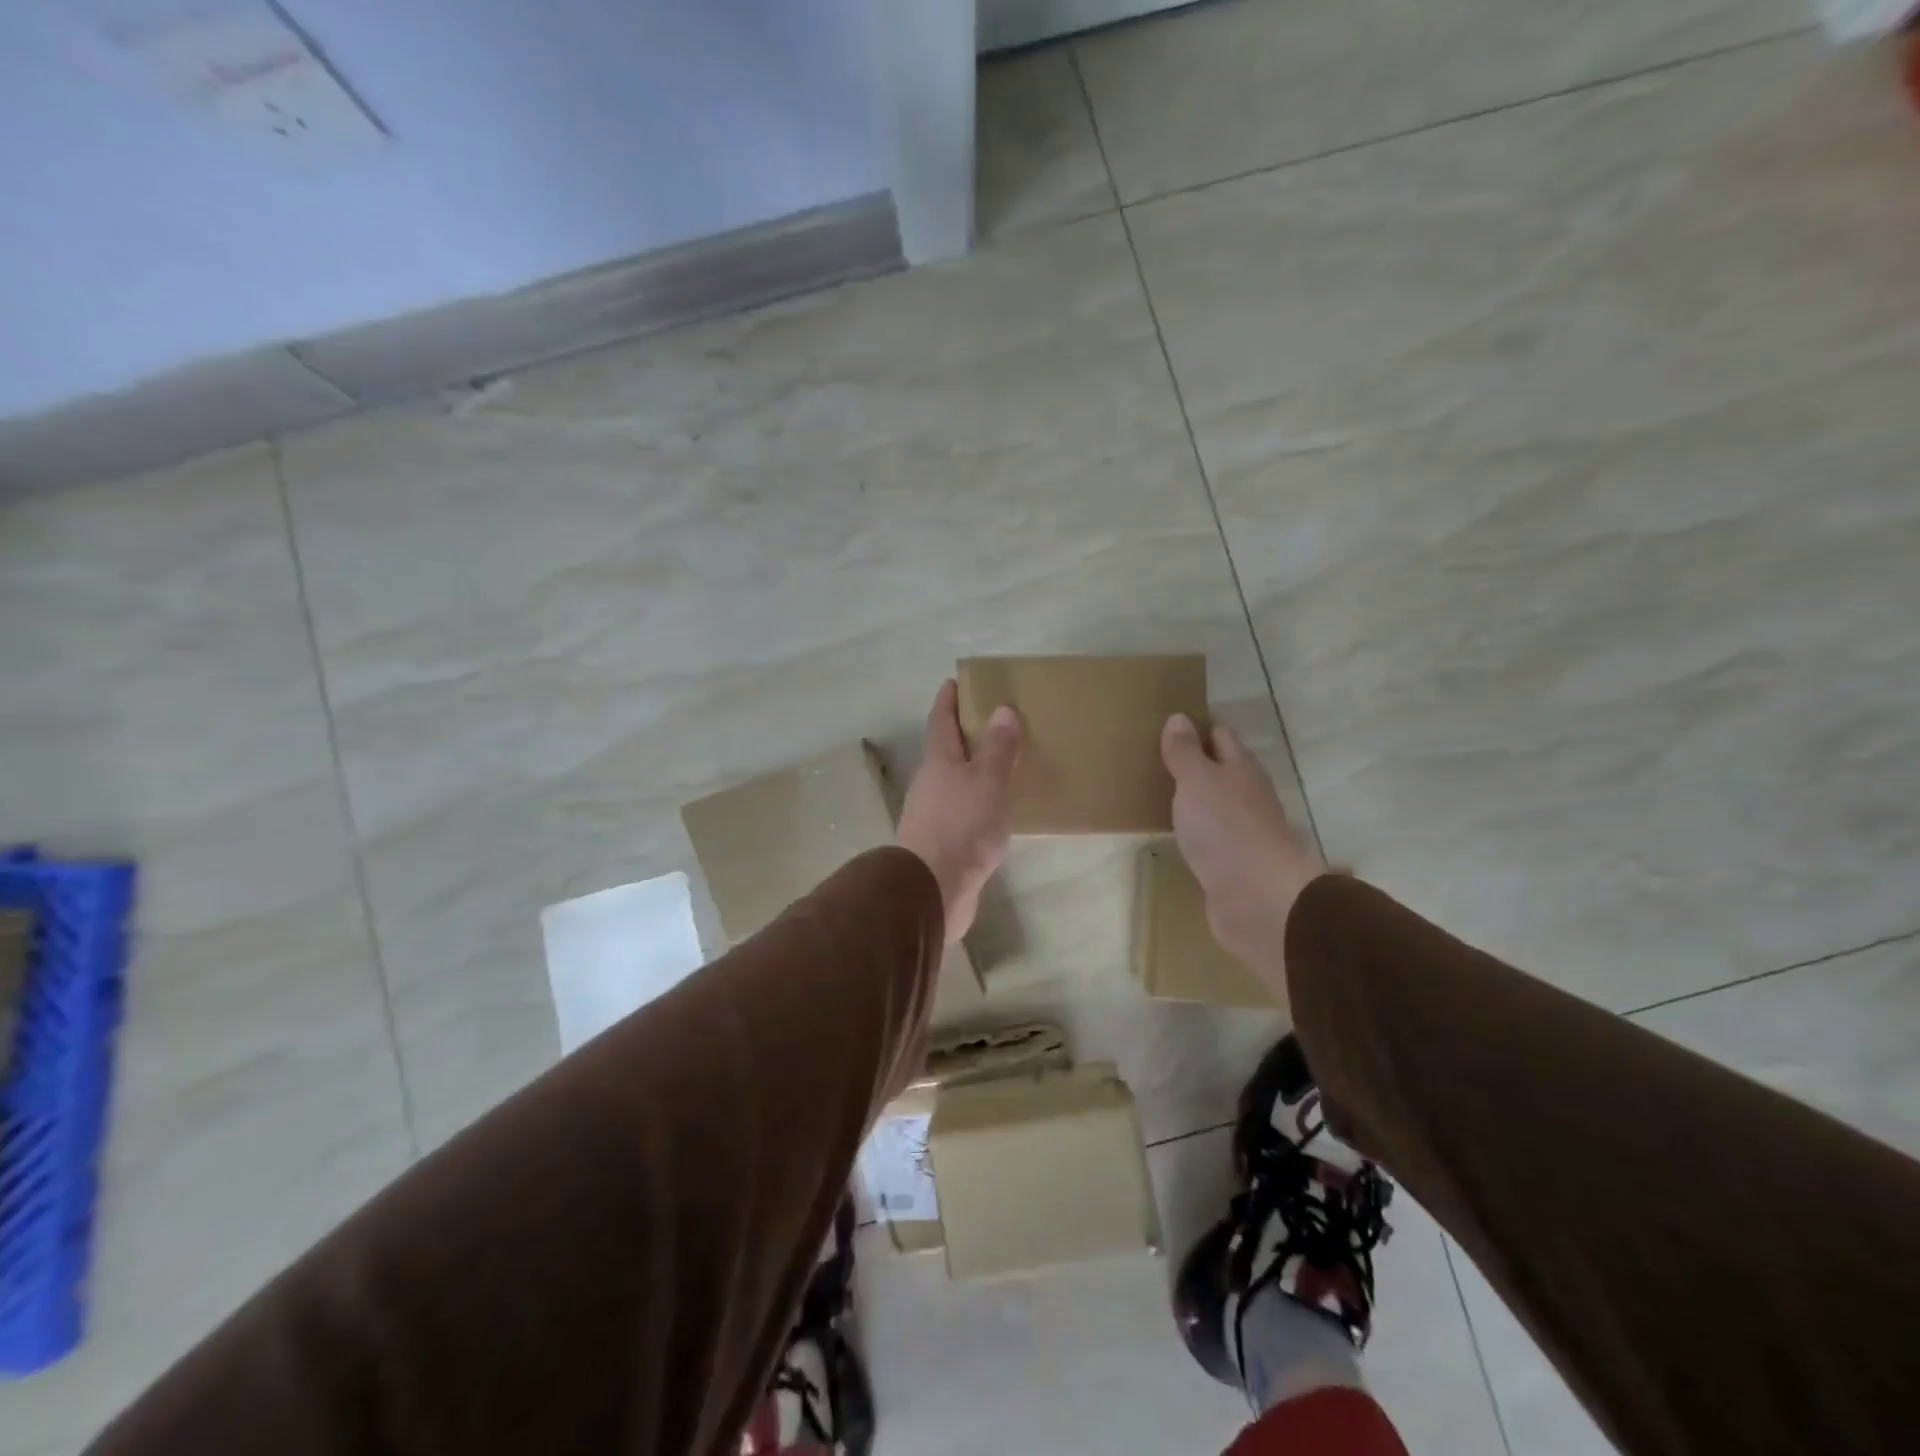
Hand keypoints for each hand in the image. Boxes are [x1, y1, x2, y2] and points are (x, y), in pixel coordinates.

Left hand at [896, 680, 1022, 943]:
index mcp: (939, 762)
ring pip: (957, 784)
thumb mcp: (987, 781)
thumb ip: (997, 748)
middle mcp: (931, 785)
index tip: (955, 681)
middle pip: (947, 752)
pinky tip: (1000, 811)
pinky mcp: (945, 845)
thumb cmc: (961, 826)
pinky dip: (981, 804)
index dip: (948, 700)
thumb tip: (1002, 709)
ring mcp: (935, 816)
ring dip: (975, 772)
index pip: (941, 721)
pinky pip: (966, 814)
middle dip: (965, 735)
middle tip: (994, 722)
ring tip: (1004, 765)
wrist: (933, 889)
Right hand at [1161, 713, 1325, 982]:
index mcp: (1241, 769)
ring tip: (1156, 792)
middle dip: (1194, 762)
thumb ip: (1185, 752)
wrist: (1257, 899)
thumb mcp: (1197, 781)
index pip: (1220, 736)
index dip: (1198, 727)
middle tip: (1154, 757)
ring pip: (1213, 805)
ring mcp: (1240, 833)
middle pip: (1220, 770)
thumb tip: (1179, 718)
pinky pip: (1208, 838)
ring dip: (1192, 798)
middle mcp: (1245, 796)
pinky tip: (1172, 833)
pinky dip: (1192, 831)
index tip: (1169, 723)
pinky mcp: (1230, 865)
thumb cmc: (1226, 828)